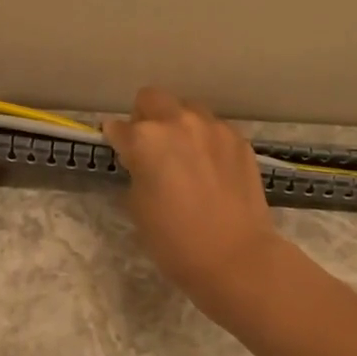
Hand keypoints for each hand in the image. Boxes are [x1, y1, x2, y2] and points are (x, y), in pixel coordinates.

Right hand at [102, 87, 280, 310]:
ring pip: (188, 109)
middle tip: (151, 148)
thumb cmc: (175, 240)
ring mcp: (214, 128)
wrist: (235, 256)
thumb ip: (136, 171)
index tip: (122, 153)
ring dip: (180, 125)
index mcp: (146, 139)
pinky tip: (212, 169)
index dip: (117, 141)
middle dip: (146, 118)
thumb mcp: (138, 206)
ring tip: (186, 156)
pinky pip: (215, 129)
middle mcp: (179, 122)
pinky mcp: (239, 140)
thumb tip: (140, 160)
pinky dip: (207, 141)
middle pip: (153, 99)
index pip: (119, 127)